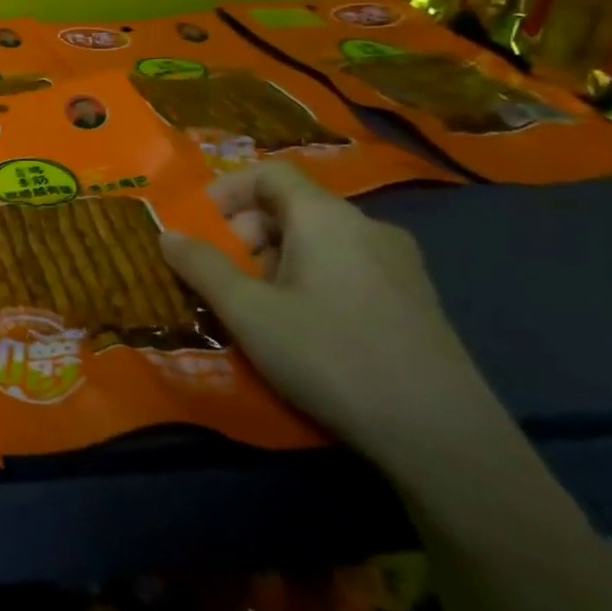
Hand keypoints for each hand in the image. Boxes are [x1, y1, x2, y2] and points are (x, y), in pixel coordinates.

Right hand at [159, 162, 493, 461]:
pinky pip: (347, 268)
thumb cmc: (330, 356)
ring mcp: (400, 265)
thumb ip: (202, 266)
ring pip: (319, 241)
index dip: (227, 191)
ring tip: (255, 307)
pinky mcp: (415, 301)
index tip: (199, 226)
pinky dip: (310, 280)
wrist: (443, 436)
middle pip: (293, 207)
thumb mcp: (247, 311)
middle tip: (222, 276)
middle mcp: (368, 228)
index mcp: (328, 218)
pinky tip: (301, 328)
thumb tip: (168, 234)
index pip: (271, 174)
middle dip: (246, 233)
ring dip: (275, 261)